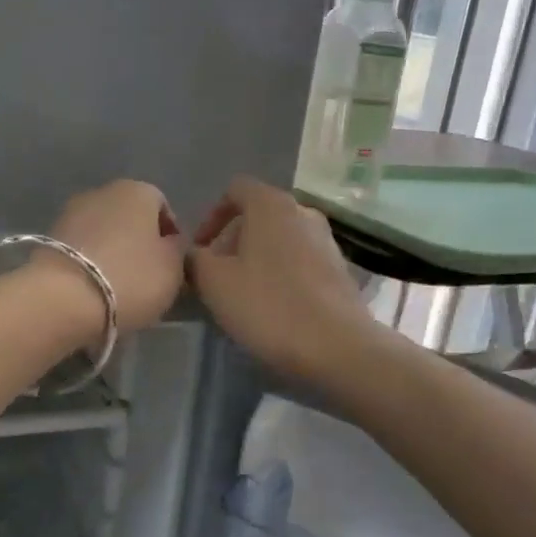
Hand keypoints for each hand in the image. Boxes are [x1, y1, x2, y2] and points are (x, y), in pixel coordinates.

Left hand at [46, 179, 185, 334]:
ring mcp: (70, 213)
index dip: (170, 236)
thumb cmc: (131, 278)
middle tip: (146, 277)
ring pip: (103, 233)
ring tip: (118, 287)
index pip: (162, 206)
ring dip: (112, 253)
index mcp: (137, 190)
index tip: (171, 265)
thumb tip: (169, 242)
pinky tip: (93, 289)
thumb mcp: (173, 267)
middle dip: (138, 243)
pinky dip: (90, 263)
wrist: (63, 299)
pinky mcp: (48, 239)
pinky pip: (81, 250)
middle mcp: (102, 192)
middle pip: (130, 218)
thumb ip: (177, 249)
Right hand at [187, 176, 380, 386]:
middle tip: (217, 276)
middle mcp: (303, 212)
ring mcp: (327, 241)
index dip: (211, 216)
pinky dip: (281, 275)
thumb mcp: (214, 283)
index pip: (235, 190)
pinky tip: (274, 308)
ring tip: (243, 295)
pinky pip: (300, 262)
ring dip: (257, 260)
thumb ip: (195, 260)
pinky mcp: (340, 270)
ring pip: (281, 240)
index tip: (201, 250)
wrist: (337, 346)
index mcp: (271, 205)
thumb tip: (195, 254)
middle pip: (259, 216)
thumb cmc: (268, 306)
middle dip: (233, 242)